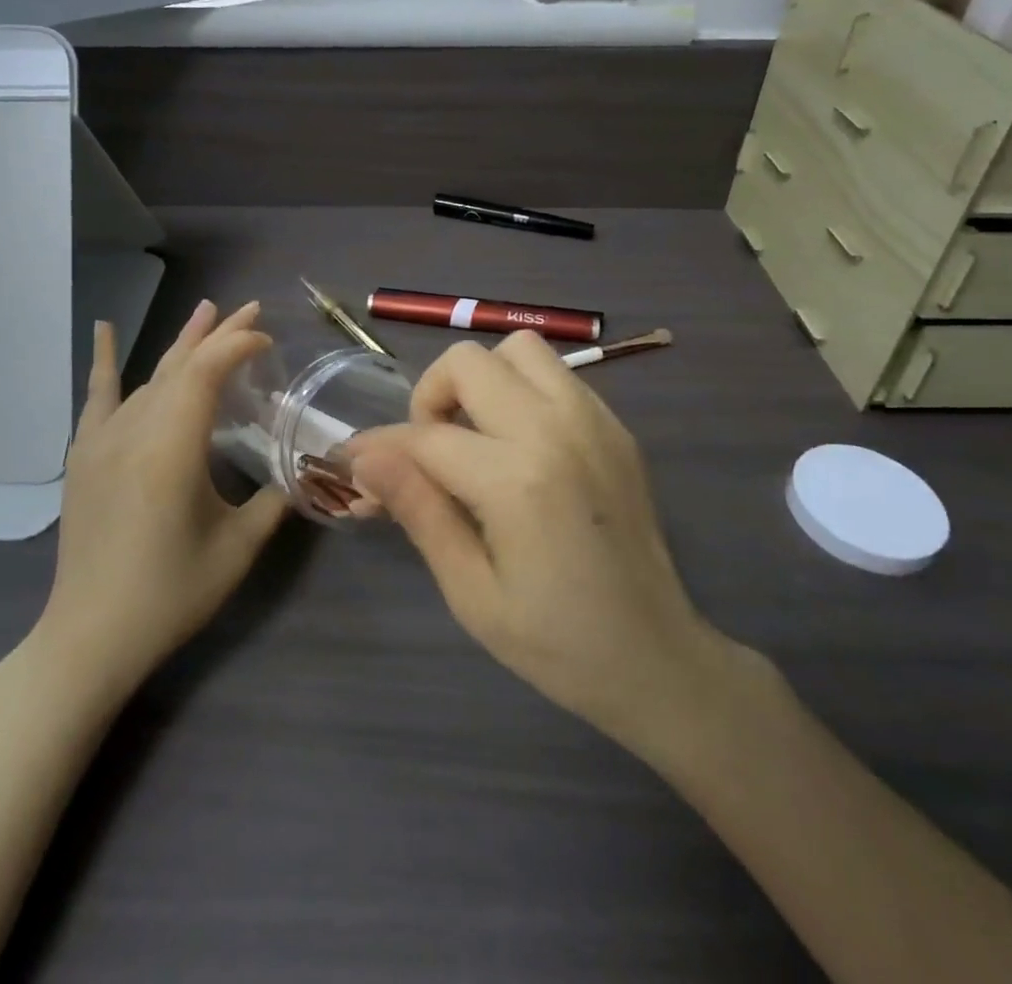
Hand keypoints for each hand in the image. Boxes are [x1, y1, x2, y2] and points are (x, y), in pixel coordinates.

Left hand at [39, 300, 289, 693]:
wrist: (91, 636)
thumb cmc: (170, 593)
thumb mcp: (237, 548)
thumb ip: (275, 500)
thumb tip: (303, 470)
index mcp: (172, 448)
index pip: (207, 373)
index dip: (238, 346)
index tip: (268, 342)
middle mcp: (134, 431)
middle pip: (181, 365)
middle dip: (219, 334)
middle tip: (252, 309)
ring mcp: (103, 439)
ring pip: (150, 376)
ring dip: (183, 344)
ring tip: (207, 312)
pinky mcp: (85, 454)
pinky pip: (98, 396)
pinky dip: (105, 360)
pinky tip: (104, 328)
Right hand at [348, 333, 727, 758]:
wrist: (659, 660)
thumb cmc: (557, 643)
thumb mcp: (471, 592)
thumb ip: (418, 510)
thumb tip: (364, 457)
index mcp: (517, 479)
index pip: (425, 436)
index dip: (379, 447)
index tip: (352, 459)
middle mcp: (557, 429)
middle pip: (468, 362)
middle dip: (430, 397)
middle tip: (429, 451)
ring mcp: (594, 421)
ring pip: (518, 350)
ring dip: (481, 379)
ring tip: (475, 435)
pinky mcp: (616, 427)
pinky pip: (556, 374)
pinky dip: (522, 389)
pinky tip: (519, 444)